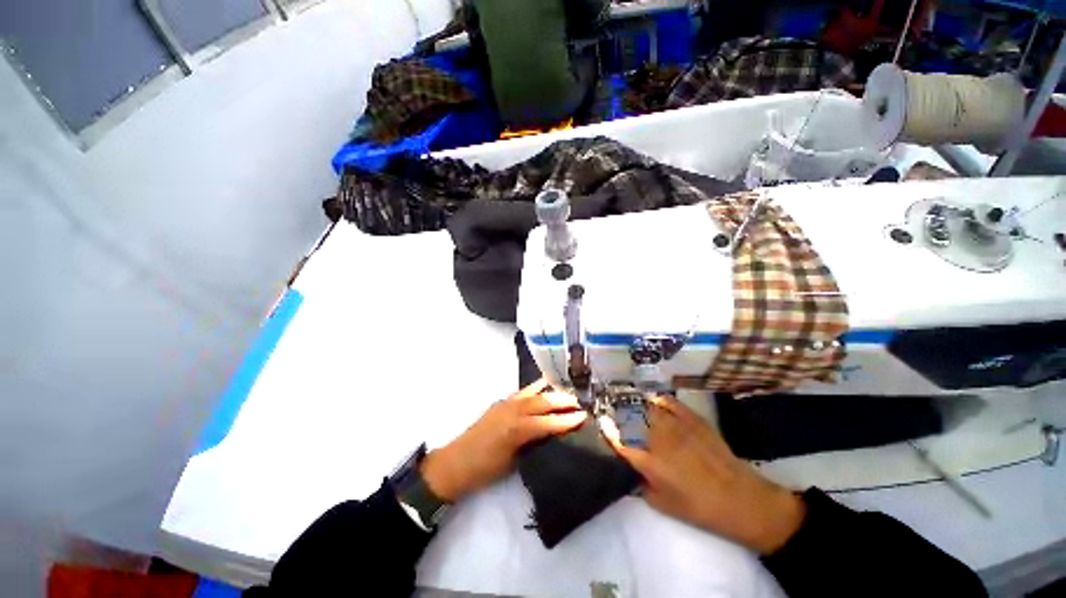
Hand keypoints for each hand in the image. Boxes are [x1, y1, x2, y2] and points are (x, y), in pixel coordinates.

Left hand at [420, 379, 586, 502]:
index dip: (567, 419)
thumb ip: (532, 444)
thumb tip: (549, 435)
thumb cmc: (485, 469)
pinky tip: (541, 388)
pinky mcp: (500, 402)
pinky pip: (522, 392)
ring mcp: (505, 403)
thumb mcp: (513, 462)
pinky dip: (535, 389)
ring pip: (533, 392)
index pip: (548, 421)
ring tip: (564, 391)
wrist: (455, 462)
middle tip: (578, 402)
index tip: (584, 416)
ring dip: (550, 391)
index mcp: (518, 429)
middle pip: (543, 401)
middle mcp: (513, 410)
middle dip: (562, 400)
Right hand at [601, 396, 805, 553]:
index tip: (601, 421)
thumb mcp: (662, 505)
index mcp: (649, 462)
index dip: (608, 429)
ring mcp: (676, 426)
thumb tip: (634, 468)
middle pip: (631, 418)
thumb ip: (642, 483)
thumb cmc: (698, 508)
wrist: (740, 499)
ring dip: (634, 404)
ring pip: (647, 407)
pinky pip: (669, 402)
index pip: (620, 440)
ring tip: (628, 402)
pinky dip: (658, 399)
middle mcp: (659, 439)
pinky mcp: (692, 419)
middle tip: (613, 411)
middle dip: (618, 413)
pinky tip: (653, 400)